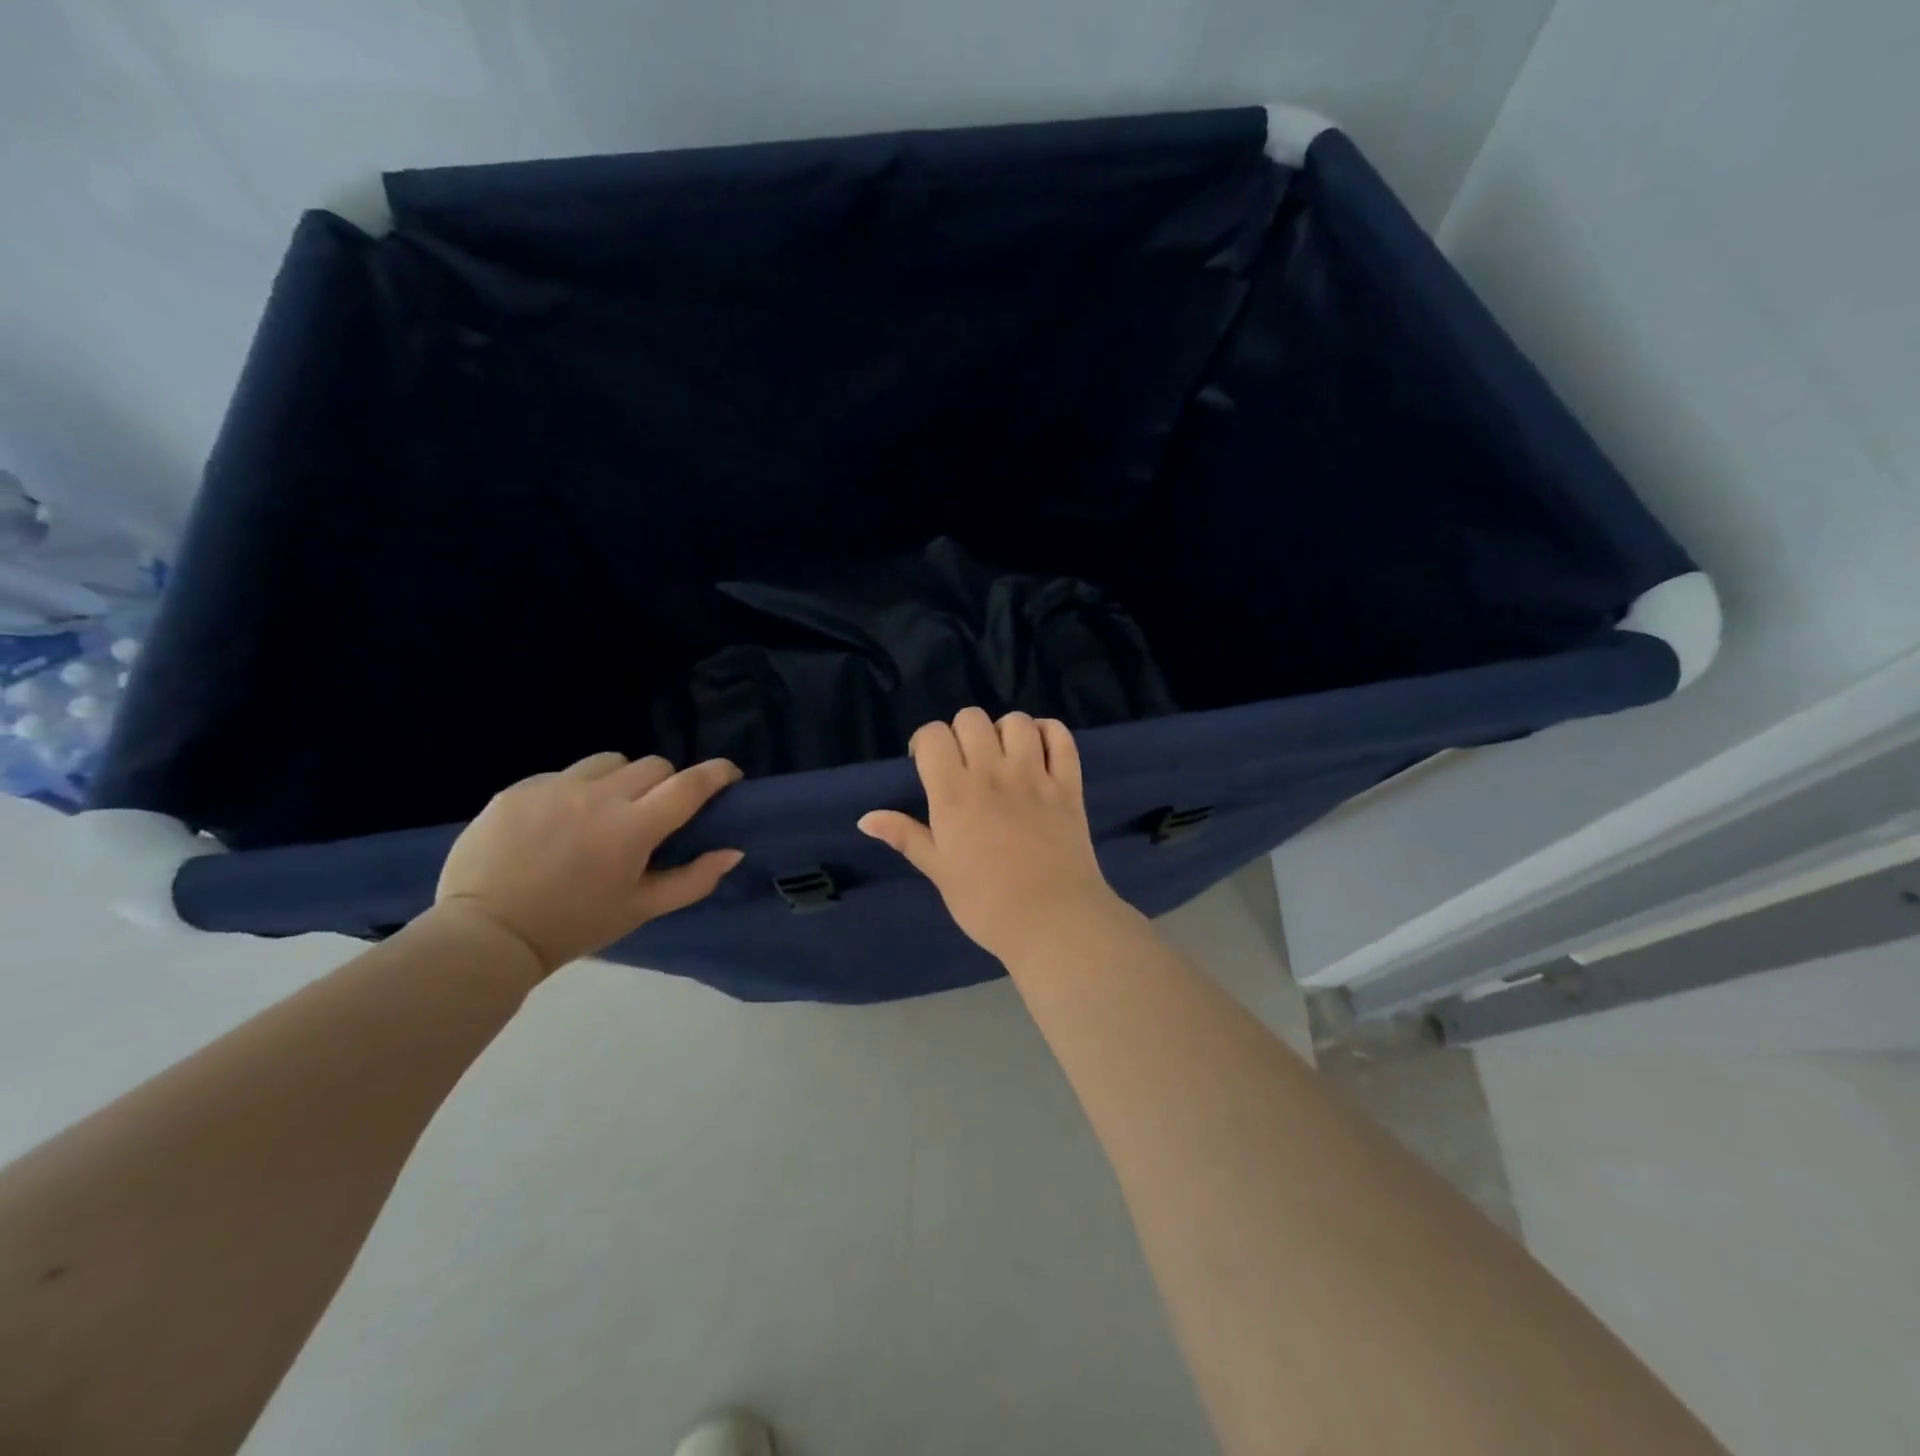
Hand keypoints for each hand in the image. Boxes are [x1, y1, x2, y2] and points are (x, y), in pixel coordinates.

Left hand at [436, 752, 744, 975]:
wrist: (485, 935)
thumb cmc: (574, 926)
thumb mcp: (641, 909)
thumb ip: (694, 879)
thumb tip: (732, 851)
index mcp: (633, 828)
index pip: (689, 784)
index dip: (717, 773)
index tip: (729, 775)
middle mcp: (598, 796)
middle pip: (653, 765)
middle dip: (666, 783)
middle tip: (655, 812)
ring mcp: (555, 787)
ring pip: (609, 761)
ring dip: (621, 780)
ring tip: (605, 811)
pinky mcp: (519, 789)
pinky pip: (564, 774)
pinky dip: (576, 791)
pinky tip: (560, 823)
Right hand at [859, 709, 1123, 959]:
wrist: (1053, 921)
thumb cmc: (986, 903)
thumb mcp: (939, 872)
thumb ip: (906, 836)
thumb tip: (866, 818)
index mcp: (954, 794)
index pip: (933, 735)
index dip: (926, 743)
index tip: (928, 765)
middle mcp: (992, 773)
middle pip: (971, 718)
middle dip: (961, 734)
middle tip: (964, 764)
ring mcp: (1034, 775)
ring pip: (1016, 721)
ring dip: (1004, 732)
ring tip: (1003, 757)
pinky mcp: (1068, 784)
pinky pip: (1060, 737)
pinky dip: (1048, 734)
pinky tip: (1039, 751)